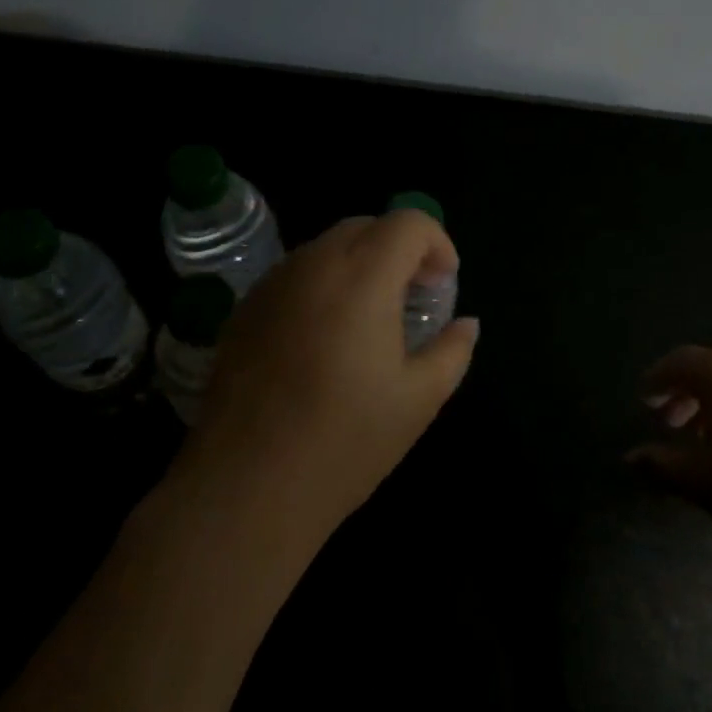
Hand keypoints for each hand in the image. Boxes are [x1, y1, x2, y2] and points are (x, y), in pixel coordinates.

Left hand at [181, 210, 479, 553]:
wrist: (246, 488)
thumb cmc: (344, 443)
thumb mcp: (418, 400)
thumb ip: (452, 351)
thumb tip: (466, 324)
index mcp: (361, 278)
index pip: (408, 223)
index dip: (437, 243)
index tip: (443, 285)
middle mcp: (313, 265)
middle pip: (366, 226)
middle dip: (400, 249)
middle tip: (415, 297)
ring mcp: (272, 284)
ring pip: (327, 247)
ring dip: (360, 264)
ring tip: (371, 318)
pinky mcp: (244, 309)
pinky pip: (295, 274)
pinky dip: (324, 284)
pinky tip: (325, 338)